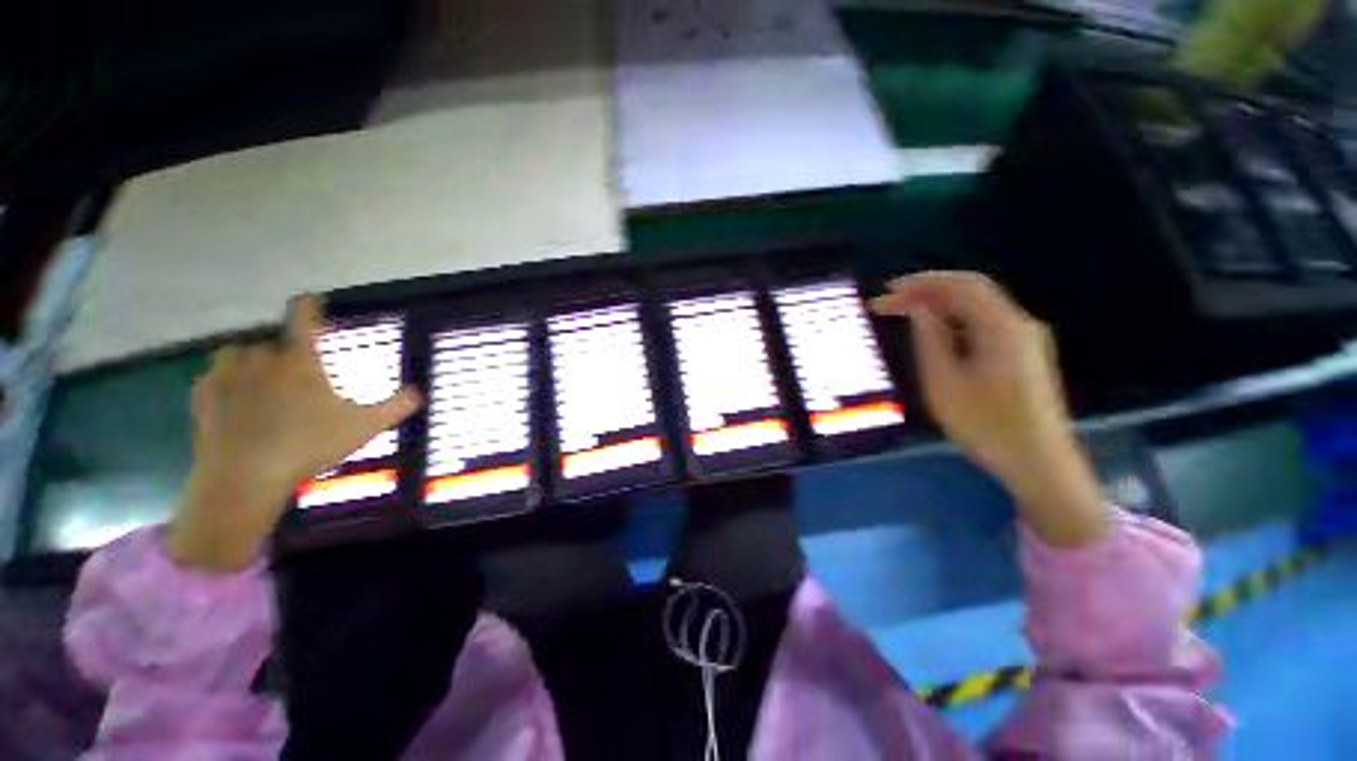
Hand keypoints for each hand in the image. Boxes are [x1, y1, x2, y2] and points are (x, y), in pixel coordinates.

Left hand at [167, 295, 422, 570]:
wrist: (243, 477)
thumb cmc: (308, 446)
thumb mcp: (365, 427)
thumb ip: (396, 406)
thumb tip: (420, 391)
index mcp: (299, 359)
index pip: (303, 316)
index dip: (310, 304)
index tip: (313, 299)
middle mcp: (260, 355)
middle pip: (272, 340)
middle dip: (284, 353)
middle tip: (295, 376)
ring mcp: (226, 373)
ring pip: (239, 353)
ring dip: (251, 362)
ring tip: (261, 384)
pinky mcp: (202, 393)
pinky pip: (214, 375)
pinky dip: (226, 382)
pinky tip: (235, 402)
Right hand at [870, 272, 1105, 545]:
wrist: (1038, 464)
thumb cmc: (986, 425)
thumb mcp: (945, 381)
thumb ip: (930, 338)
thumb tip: (917, 308)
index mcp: (1003, 327)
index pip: (961, 286)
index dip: (921, 282)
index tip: (887, 291)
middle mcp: (1019, 325)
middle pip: (970, 293)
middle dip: (926, 292)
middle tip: (888, 303)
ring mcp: (1024, 340)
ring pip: (976, 309)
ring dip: (938, 307)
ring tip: (902, 315)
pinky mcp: (1021, 355)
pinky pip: (983, 327)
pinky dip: (953, 323)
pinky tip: (932, 334)